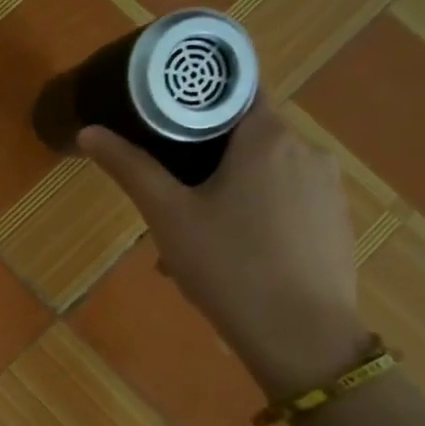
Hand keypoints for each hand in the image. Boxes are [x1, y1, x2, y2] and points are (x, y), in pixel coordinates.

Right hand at [78, 98, 371, 398]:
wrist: (301, 336)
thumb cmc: (228, 265)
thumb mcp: (167, 215)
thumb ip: (129, 168)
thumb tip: (89, 131)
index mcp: (268, 137)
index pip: (235, 89)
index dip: (197, 99)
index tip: (163, 119)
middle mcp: (307, 151)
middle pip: (246, 135)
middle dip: (205, 158)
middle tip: (169, 194)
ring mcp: (328, 188)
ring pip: (265, 173)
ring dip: (227, 191)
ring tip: (193, 237)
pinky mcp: (335, 222)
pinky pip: (286, 203)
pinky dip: (255, 215)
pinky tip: (231, 257)